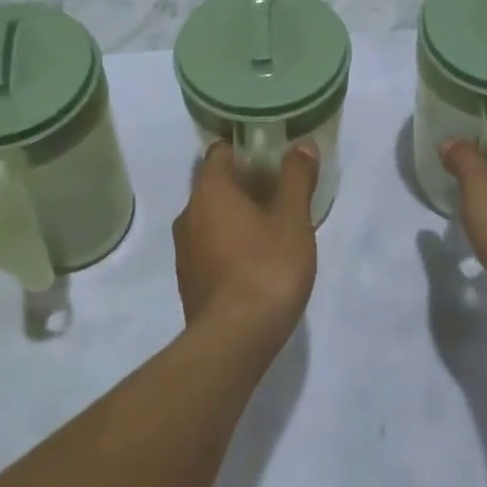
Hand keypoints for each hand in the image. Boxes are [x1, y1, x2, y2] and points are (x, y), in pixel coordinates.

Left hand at [174, 141, 319, 341]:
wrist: (234, 340)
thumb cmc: (266, 268)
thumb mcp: (293, 219)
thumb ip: (297, 178)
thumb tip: (302, 145)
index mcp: (210, 191)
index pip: (221, 152)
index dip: (247, 150)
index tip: (275, 158)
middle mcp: (188, 214)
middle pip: (216, 185)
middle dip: (246, 184)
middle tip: (282, 192)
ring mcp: (184, 250)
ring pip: (212, 217)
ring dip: (238, 215)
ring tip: (274, 226)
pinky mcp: (189, 280)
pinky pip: (209, 246)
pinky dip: (230, 243)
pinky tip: (258, 259)